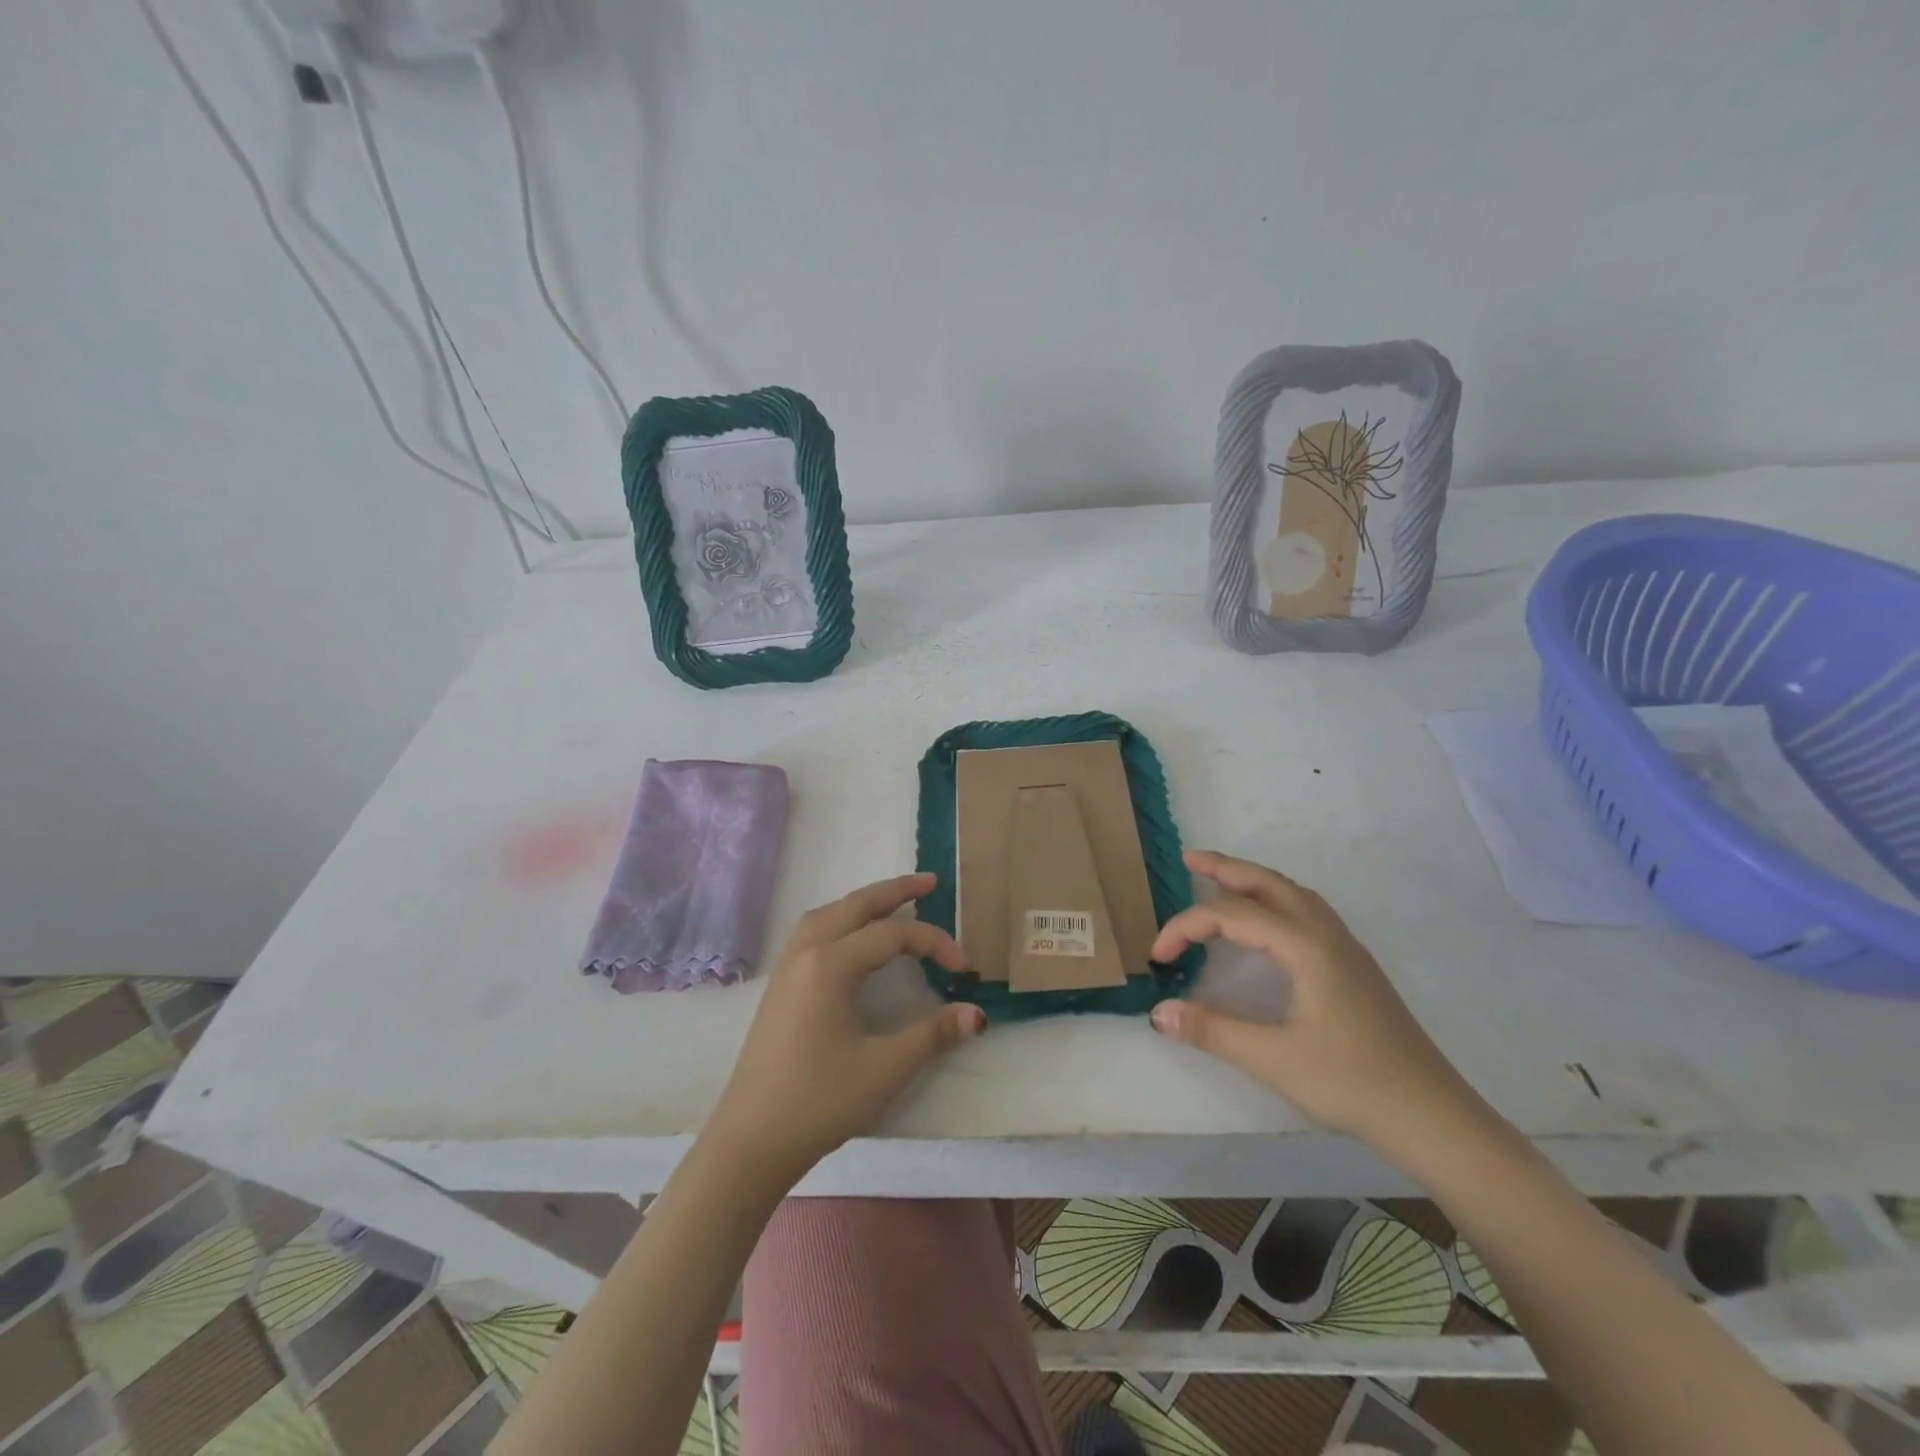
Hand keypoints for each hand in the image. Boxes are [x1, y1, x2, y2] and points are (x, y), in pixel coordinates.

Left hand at [704, 873, 984, 1185]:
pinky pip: (812, 931)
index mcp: (830, 964)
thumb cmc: (819, 1102)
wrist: (750, 1141)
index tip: (965, 968)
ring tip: (892, 903)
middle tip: (930, 882)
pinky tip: (851, 937)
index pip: (892, 935)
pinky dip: (840, 919)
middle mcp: (805, 953)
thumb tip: (978, 1013)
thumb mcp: (884, 1068)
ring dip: (863, 903)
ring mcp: (786, 967)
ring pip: (828, 914)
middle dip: (894, 891)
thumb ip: (933, 1034)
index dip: (934, 943)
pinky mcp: (778, 986)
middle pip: (855, 905)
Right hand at [1148, 850, 1482, 1154]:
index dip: (1186, 927)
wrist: (1431, 1115)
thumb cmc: (1350, 1083)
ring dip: (1254, 880)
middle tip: (1188, 860)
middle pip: (1269, 883)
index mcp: (1306, 947)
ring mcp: (1346, 948)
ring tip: (1221, 881)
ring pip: (1293, 894)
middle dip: (1225, 868)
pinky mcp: (1354, 966)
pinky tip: (1269, 922)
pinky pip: (1307, 911)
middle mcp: (1326, 934)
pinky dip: (1276, 899)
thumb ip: (1211, 1030)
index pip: (1231, 916)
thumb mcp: (1272, 1060)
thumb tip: (1158, 1012)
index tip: (1157, 956)